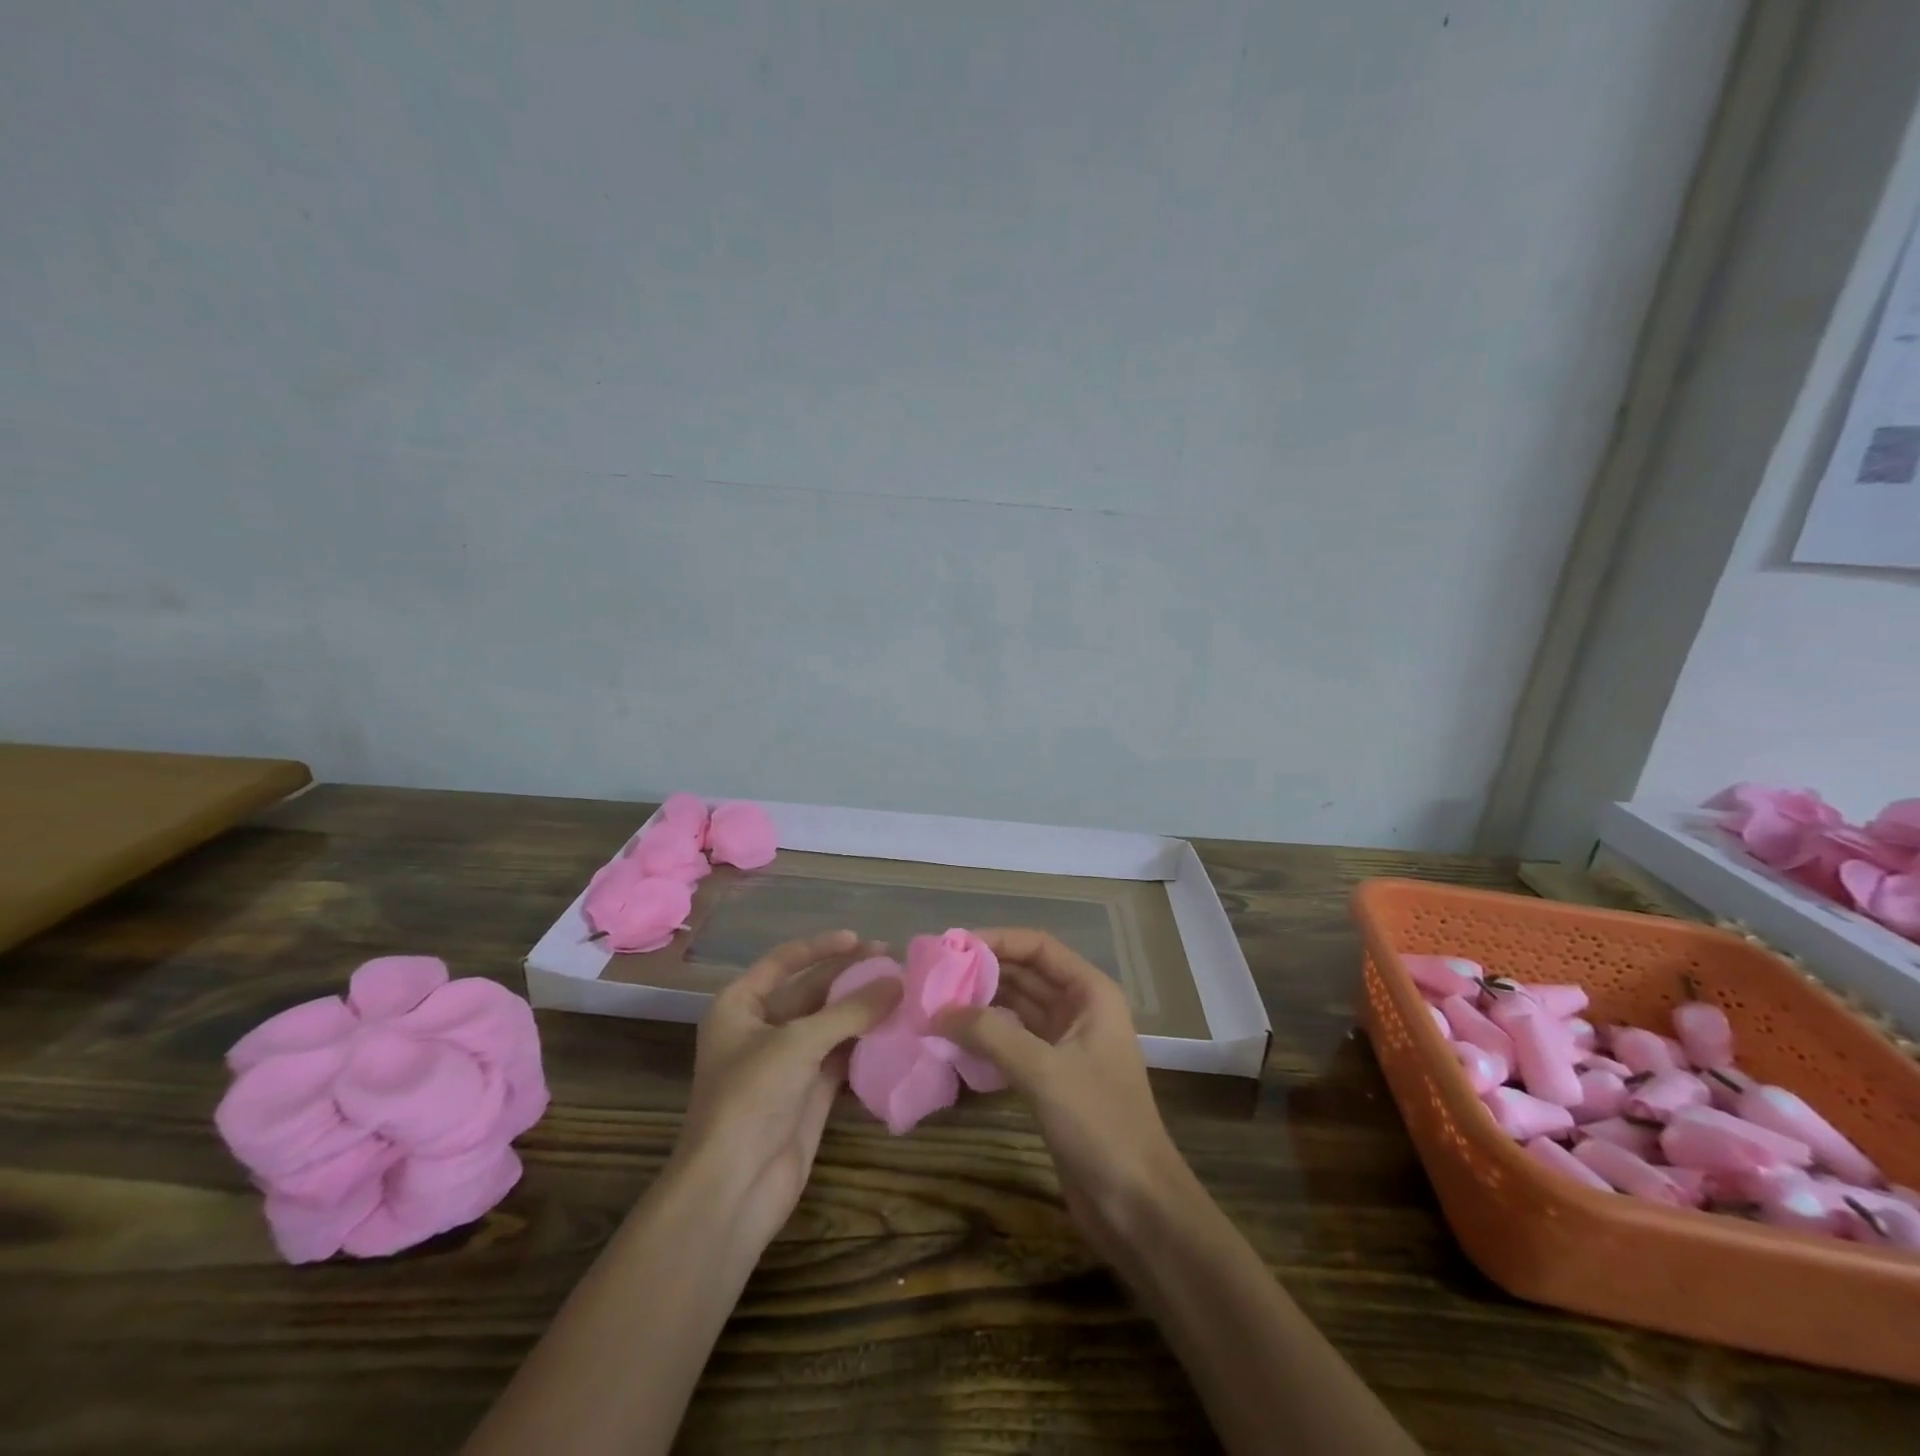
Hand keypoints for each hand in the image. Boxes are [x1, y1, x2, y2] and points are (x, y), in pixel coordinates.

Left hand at [673, 929, 900, 1246]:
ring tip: (904, 990)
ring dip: (863, 1009)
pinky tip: (897, 1028)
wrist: (734, 1188)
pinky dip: (866, 1042)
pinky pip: (842, 1055)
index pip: (783, 962)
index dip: (821, 947)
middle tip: (896, 962)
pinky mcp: (809, 1092)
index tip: (860, 938)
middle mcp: (761, 1028)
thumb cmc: (751, 1098)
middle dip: (850, 976)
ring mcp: (787, 1062)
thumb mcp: (798, 1043)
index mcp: (740, 1005)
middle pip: (811, 991)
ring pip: (831, 1023)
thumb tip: (898, 981)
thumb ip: (850, 1010)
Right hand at [936, 928, 1189, 1257]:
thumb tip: (938, 1011)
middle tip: (933, 976)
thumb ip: (990, 1034)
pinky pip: (1014, 1042)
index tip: (951, 947)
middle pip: (1026, 974)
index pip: (1038, 948)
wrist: (1136, 1205)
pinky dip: (987, 1037)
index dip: (997, 940)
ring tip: (934, 1003)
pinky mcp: (1053, 1077)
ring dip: (981, 1004)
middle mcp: (1080, 1010)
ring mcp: (1066, 1044)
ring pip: (1017, 1008)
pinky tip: (954, 1039)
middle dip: (983, 972)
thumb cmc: (1100, 1124)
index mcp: (1091, 993)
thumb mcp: (1043, 1072)